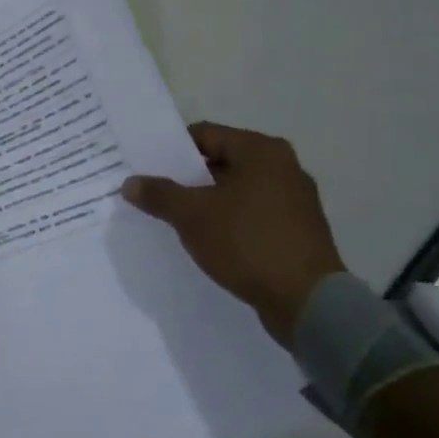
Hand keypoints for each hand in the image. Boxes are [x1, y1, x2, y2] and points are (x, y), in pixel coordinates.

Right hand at [122, 122, 345, 347]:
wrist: (308, 302)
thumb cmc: (247, 242)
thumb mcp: (191, 215)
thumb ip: (158, 194)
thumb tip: (130, 183)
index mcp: (261, 151)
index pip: (204, 135)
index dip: (170, 150)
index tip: (146, 168)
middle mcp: (283, 167)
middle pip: (220, 161)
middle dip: (186, 178)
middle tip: (154, 193)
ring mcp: (294, 200)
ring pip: (235, 190)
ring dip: (205, 202)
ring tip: (175, 219)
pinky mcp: (296, 230)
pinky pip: (251, 215)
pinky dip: (227, 221)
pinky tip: (206, 240)